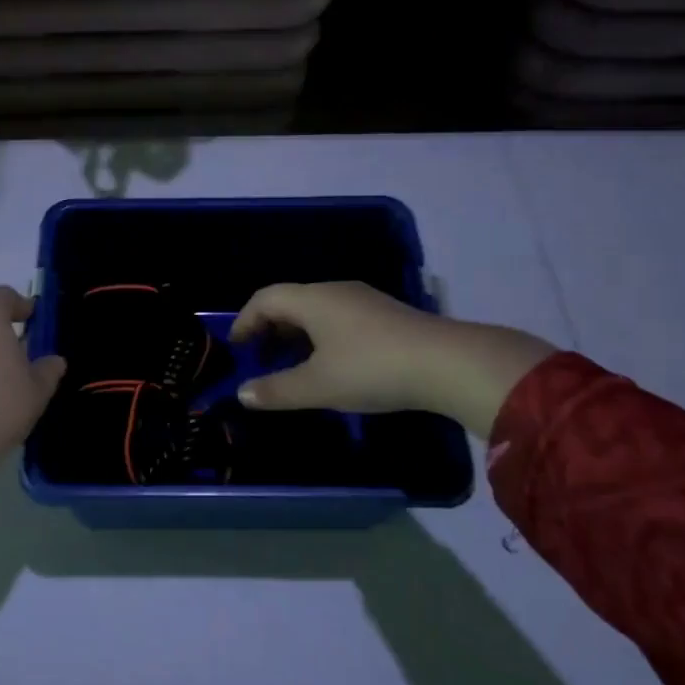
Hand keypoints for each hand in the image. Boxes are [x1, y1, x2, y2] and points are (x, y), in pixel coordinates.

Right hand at [230, 281, 555, 436]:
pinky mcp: (386, 316)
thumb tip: (242, 393)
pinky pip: (339, 319)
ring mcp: (364, 301)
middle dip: (269, 329)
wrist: (449, 364)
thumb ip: (276, 390)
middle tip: (261, 360)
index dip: (245, 321)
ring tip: (292, 367)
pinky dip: (321, 338)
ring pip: (316, 311)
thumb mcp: (318, 386)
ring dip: (296, 335)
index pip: (264, 299)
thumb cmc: (372, 369)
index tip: (236, 348)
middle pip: (290, 302)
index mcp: (312, 299)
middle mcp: (335, 291)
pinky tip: (331, 366)